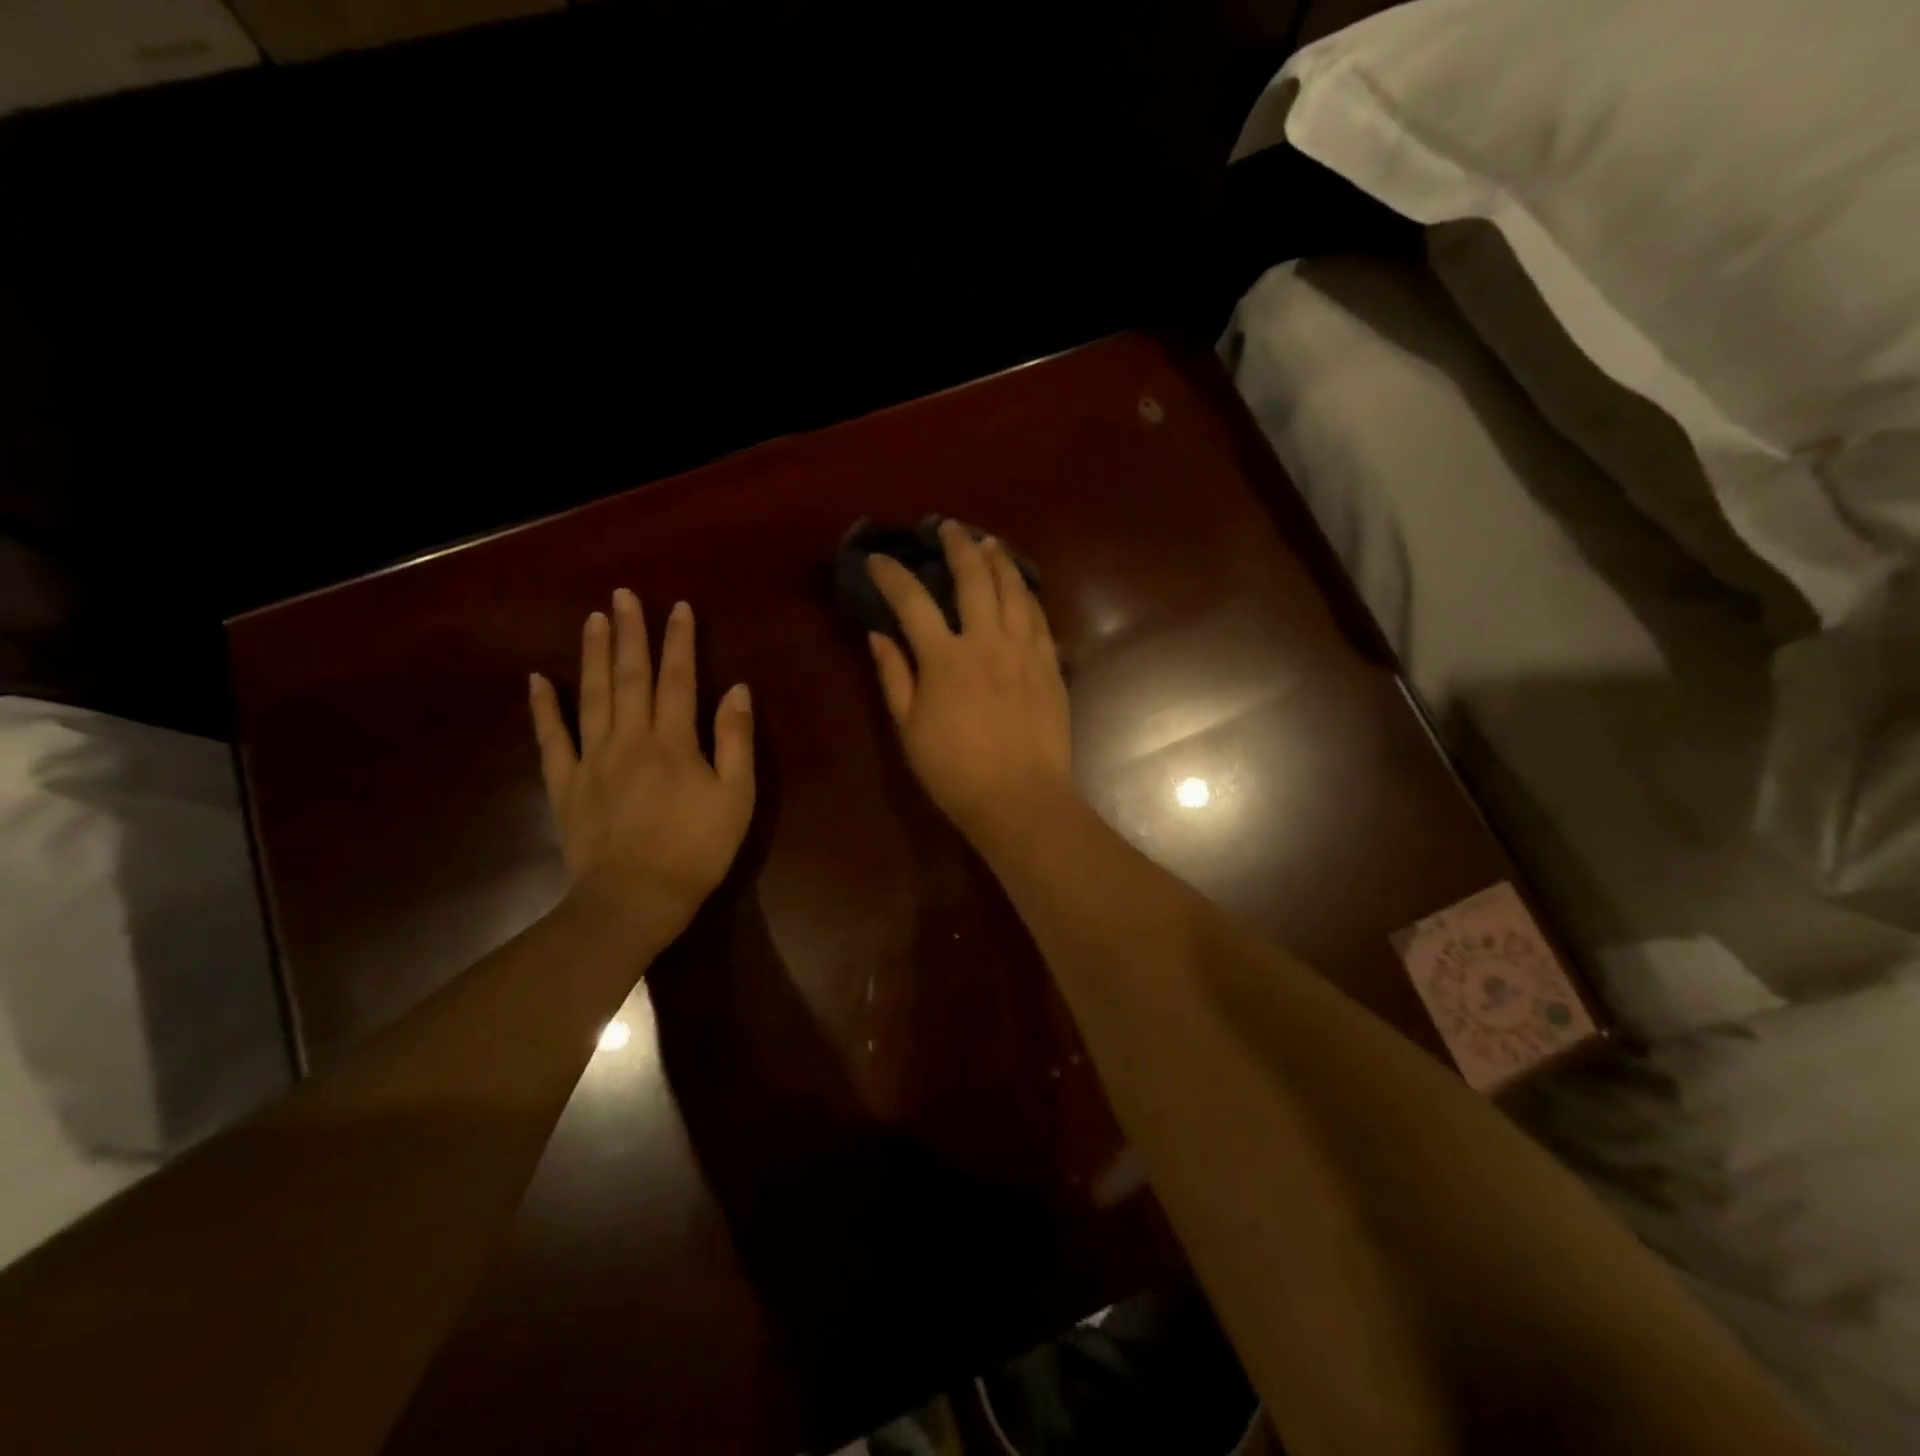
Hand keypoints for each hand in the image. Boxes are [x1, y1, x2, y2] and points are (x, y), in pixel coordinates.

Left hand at [529, 591, 754, 943]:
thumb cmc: (696, 850)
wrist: (634, 899)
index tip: (678, 607)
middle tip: (623, 595)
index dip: (679, 641)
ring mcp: (592, 759)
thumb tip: (737, 690)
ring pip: (591, 696)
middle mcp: (630, 738)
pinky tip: (536, 679)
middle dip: (630, 633)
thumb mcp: (736, 797)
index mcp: (674, 741)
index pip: (678, 678)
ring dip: (592, 655)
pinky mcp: (565, 784)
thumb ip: (735, 741)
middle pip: (630, 676)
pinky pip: (551, 739)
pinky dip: (543, 708)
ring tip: (592, 619)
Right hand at [866, 521, 1075, 849]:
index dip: (892, 575)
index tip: (878, 559)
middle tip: (949, 528)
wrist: (1020, 798)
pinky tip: (1021, 588)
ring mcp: (1024, 650)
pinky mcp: (1050, 664)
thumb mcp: (910, 728)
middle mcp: (987, 641)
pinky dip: (1026, 594)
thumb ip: (894, 676)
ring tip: (988, 543)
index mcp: (945, 658)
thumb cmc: (955, 771)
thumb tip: (878, 635)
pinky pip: (1039, 617)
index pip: (912, 601)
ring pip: (1014, 589)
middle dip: (958, 546)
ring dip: (999, 561)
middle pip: (973, 578)